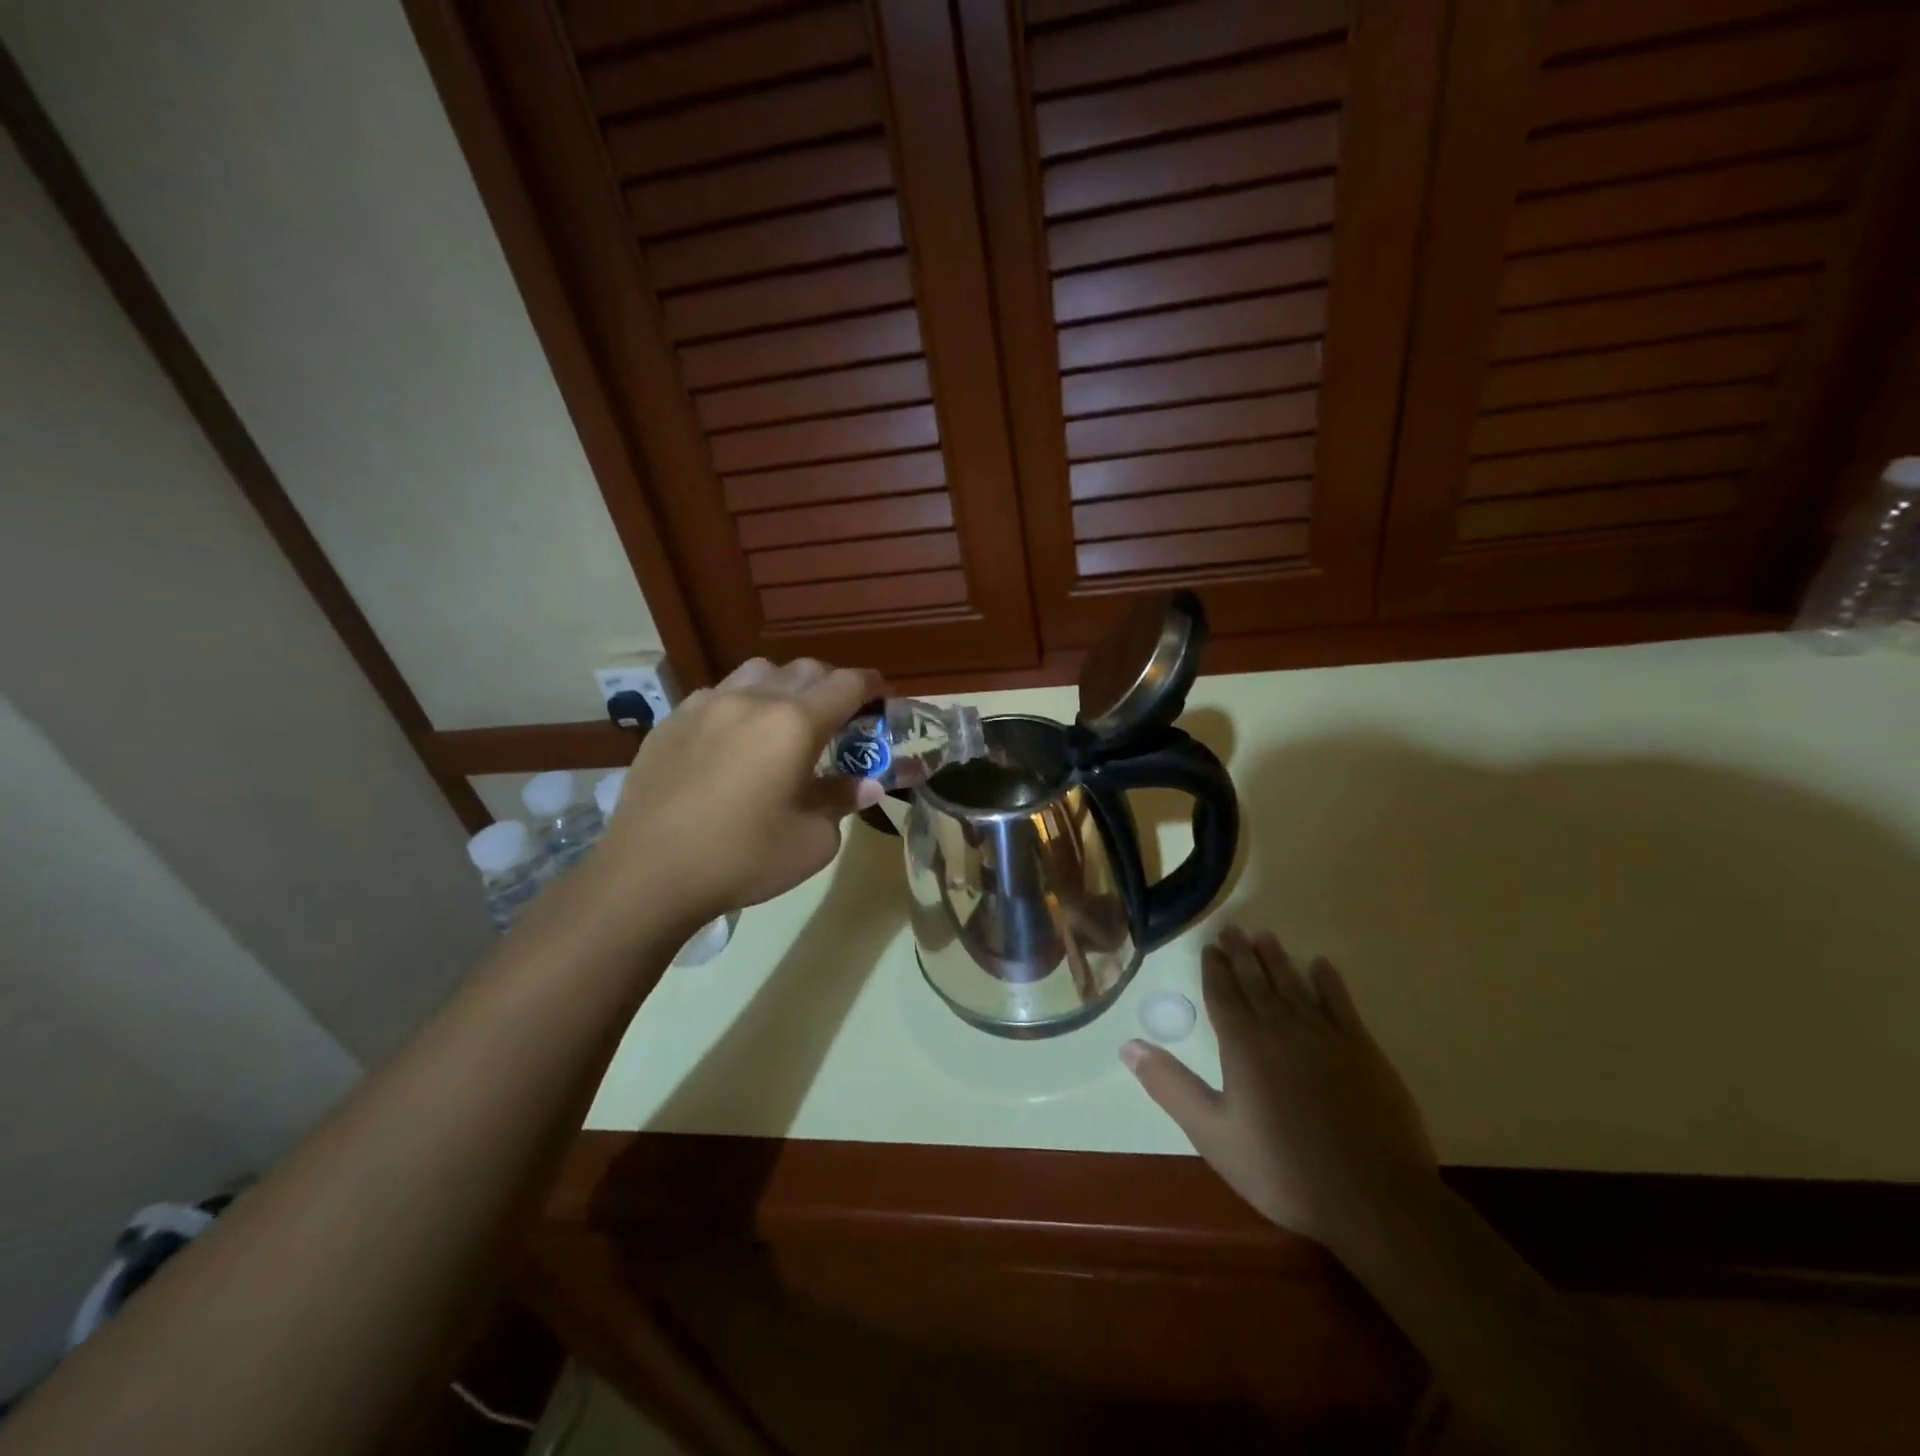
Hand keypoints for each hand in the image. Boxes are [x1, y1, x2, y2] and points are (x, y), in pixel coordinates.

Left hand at [596, 657, 887, 920]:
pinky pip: (717, 694)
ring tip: (784, 718)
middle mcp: (752, 700)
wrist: (648, 873)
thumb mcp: (812, 841)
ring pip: (757, 672)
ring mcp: (706, 705)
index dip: (871, 686)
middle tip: (839, 715)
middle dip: (830, 684)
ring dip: (783, 685)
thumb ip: (841, 801)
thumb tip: (864, 784)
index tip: (882, 697)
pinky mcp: (672, 721)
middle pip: (804, 669)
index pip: (846, 684)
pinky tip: (733, 738)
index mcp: (794, 723)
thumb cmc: (742, 858)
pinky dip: (740, 703)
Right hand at [1122, 927, 1436, 1249]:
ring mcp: (1325, 1036)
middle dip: (1241, 954)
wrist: (1374, 1200)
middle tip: (1232, 929)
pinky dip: (1329, 982)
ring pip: (1294, 985)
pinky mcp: (1363, 1051)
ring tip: (1264, 936)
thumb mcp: (1213, 1134)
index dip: (1213, 969)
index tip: (1208, 947)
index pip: (1222, 994)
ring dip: (1277, 959)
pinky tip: (1321, 966)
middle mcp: (1281, 1028)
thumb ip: (1170, 1086)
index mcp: (1243, 1045)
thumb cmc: (1283, 1170)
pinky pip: (1341, 1004)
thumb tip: (1127, 1046)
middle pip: (1256, 981)